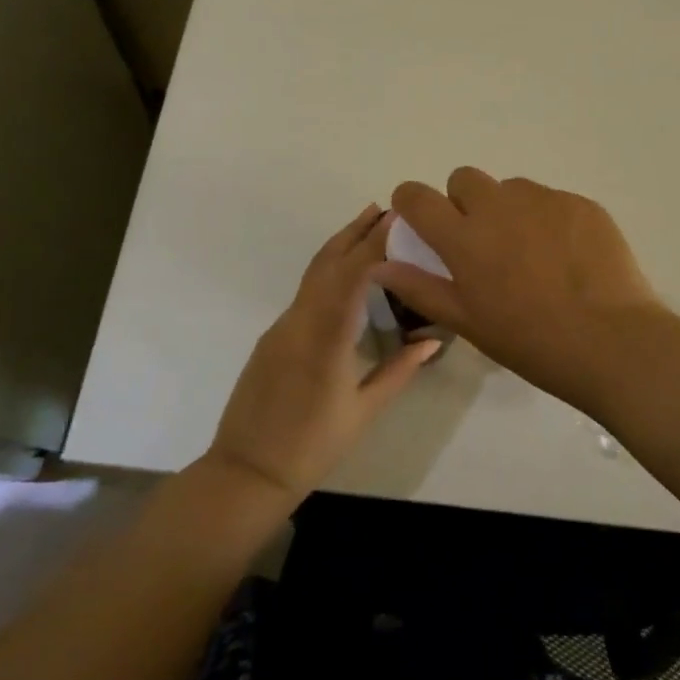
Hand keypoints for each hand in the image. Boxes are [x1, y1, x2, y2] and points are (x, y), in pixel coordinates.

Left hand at [205, 205, 440, 502]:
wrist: (247, 471)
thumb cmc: (311, 447)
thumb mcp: (363, 412)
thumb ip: (399, 371)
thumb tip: (433, 342)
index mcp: (325, 339)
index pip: (352, 276)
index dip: (374, 243)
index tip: (398, 220)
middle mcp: (299, 322)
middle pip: (327, 263)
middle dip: (356, 231)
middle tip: (385, 208)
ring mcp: (281, 327)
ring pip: (313, 274)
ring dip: (340, 246)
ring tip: (368, 226)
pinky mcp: (273, 336)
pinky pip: (305, 292)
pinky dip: (328, 271)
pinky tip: (345, 274)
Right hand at [375, 168, 660, 407]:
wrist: (612, 342)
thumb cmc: (531, 341)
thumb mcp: (468, 322)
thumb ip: (420, 287)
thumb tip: (380, 266)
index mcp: (464, 237)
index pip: (417, 197)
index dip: (411, 203)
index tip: (420, 220)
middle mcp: (499, 206)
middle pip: (464, 178)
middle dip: (464, 201)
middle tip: (483, 242)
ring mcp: (544, 200)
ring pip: (511, 189)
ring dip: (509, 210)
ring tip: (532, 254)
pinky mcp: (581, 203)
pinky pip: (551, 200)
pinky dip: (549, 220)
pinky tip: (568, 257)